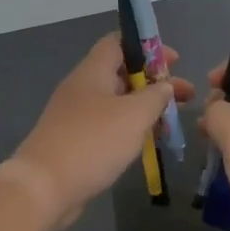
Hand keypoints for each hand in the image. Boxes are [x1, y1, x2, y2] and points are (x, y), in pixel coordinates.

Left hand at [9, 34, 193, 230]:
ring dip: (145, 109)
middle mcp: (82, 89)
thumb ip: (155, 97)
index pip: (118, 43)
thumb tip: (164, 86)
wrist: (44, 187)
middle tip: (185, 97)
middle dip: (154, 83)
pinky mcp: (75, 142)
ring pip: (117, 103)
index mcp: (92, 72)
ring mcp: (76, 116)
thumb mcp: (133, 115)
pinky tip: (148, 143)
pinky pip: (108, 126)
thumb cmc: (93, 142)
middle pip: (121, 74)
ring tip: (172, 123)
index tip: (174, 61)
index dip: (147, 47)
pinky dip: (130, 129)